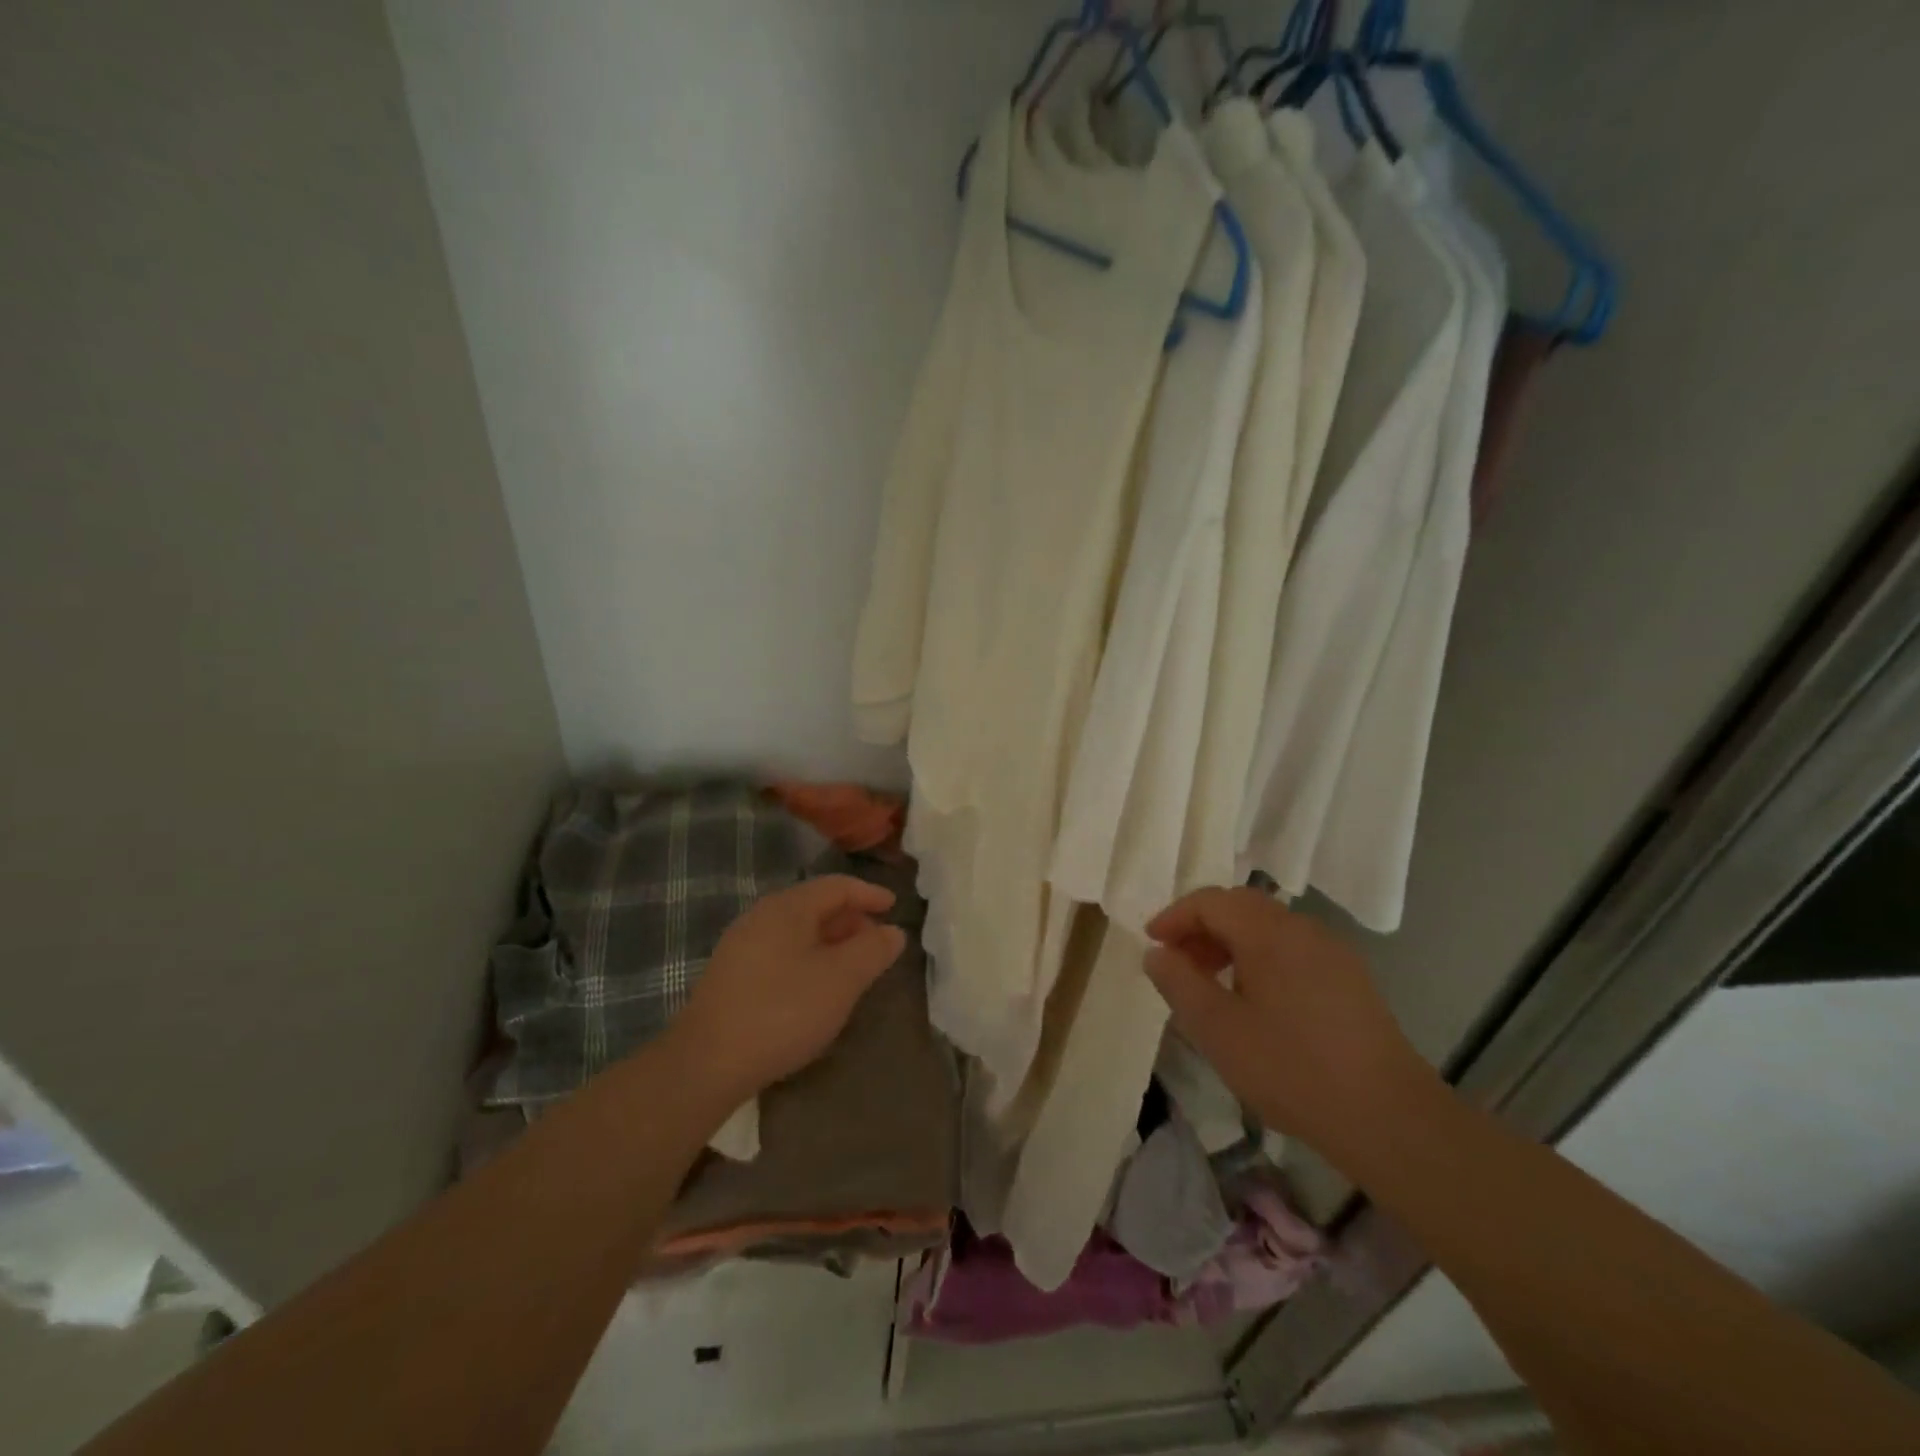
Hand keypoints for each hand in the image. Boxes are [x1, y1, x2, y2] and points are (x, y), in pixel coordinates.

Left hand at [670, 875, 906, 1101]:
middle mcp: (761, 917)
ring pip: (797, 932)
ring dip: (831, 943)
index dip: (870, 894)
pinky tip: (817, 989)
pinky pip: (781, 953)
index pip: (837, 886)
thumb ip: (873, 950)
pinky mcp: (731, 976)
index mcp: (788, 907)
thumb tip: (893, 932)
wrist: (707, 1063)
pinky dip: (808, 959)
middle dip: (851, 920)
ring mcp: (741, 946)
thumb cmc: (783, 1011)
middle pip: (815, 906)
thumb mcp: (841, 980)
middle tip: (878, 943)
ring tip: (853, 968)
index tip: (895, 907)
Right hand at [1142, 887, 1433, 1150]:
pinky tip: (1255, 1003)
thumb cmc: (1291, 1068)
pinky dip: (1260, 959)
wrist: (1389, 1118)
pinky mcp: (1350, 980)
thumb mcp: (1218, 1029)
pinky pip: (1292, 951)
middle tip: (1177, 964)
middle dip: (1201, 928)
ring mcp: (1333, 953)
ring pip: (1268, 929)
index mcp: (1269, 932)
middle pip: (1241, 907)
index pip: (1211, 901)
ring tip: (1211, 986)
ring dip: (1230, 944)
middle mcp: (1303, 929)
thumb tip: (1157, 953)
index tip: (1152, 945)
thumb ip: (1179, 983)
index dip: (1175, 916)